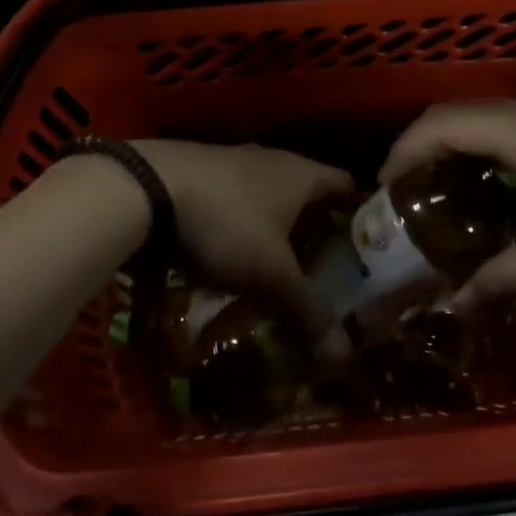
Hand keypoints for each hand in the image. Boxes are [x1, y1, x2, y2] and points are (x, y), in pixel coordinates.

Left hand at [131, 139, 354, 337]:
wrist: (149, 187)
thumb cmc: (228, 222)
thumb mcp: (271, 272)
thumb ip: (307, 309)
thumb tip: (343, 355)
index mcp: (302, 173)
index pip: (346, 185)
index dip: (359, 214)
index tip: (365, 246)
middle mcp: (274, 159)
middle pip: (307, 192)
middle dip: (315, 228)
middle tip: (323, 267)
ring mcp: (235, 161)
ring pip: (269, 196)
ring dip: (275, 227)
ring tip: (277, 266)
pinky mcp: (203, 172)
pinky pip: (236, 199)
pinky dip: (242, 223)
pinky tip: (230, 253)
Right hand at [379, 99, 515, 308]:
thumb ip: (496, 281)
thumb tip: (453, 306)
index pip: (442, 124)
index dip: (405, 151)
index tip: (384, 189)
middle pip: (464, 115)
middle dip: (426, 147)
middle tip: (406, 192)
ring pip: (495, 120)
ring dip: (462, 148)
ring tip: (444, 192)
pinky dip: (494, 152)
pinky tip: (499, 190)